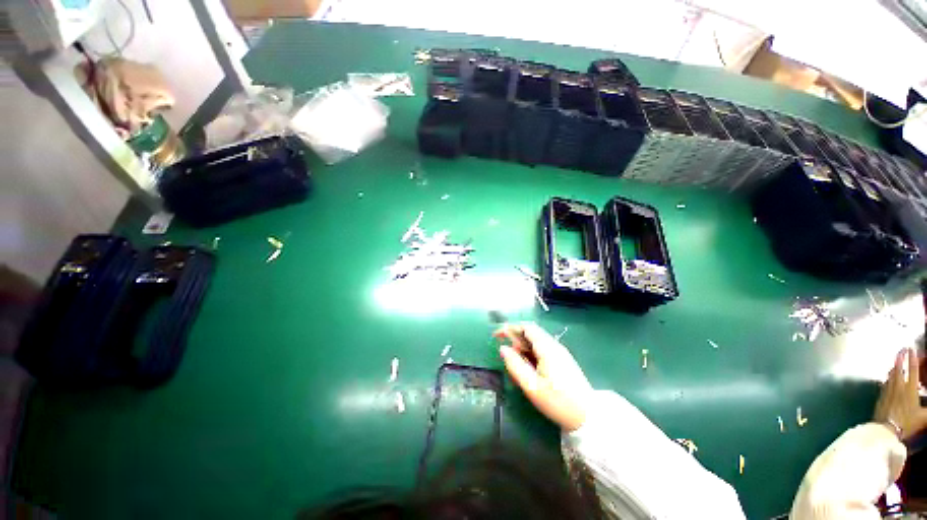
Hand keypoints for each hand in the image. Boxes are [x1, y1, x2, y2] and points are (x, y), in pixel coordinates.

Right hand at [494, 322, 592, 431]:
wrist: (588, 417)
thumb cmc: (557, 401)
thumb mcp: (531, 386)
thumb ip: (515, 365)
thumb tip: (503, 348)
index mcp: (547, 348)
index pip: (527, 327)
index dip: (510, 328)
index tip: (497, 335)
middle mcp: (554, 345)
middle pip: (531, 332)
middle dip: (516, 338)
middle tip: (506, 354)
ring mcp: (560, 352)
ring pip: (537, 341)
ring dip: (523, 347)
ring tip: (516, 364)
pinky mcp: (563, 360)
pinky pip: (543, 349)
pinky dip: (531, 353)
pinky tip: (528, 368)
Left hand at [874, 347, 926, 439]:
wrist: (886, 430)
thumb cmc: (907, 423)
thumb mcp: (924, 416)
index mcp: (910, 390)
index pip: (912, 370)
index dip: (912, 359)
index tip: (911, 349)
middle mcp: (898, 387)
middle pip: (899, 368)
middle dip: (901, 357)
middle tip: (902, 349)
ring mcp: (888, 391)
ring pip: (891, 374)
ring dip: (894, 366)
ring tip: (896, 360)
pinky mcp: (881, 396)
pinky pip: (885, 383)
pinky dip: (888, 376)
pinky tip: (889, 375)